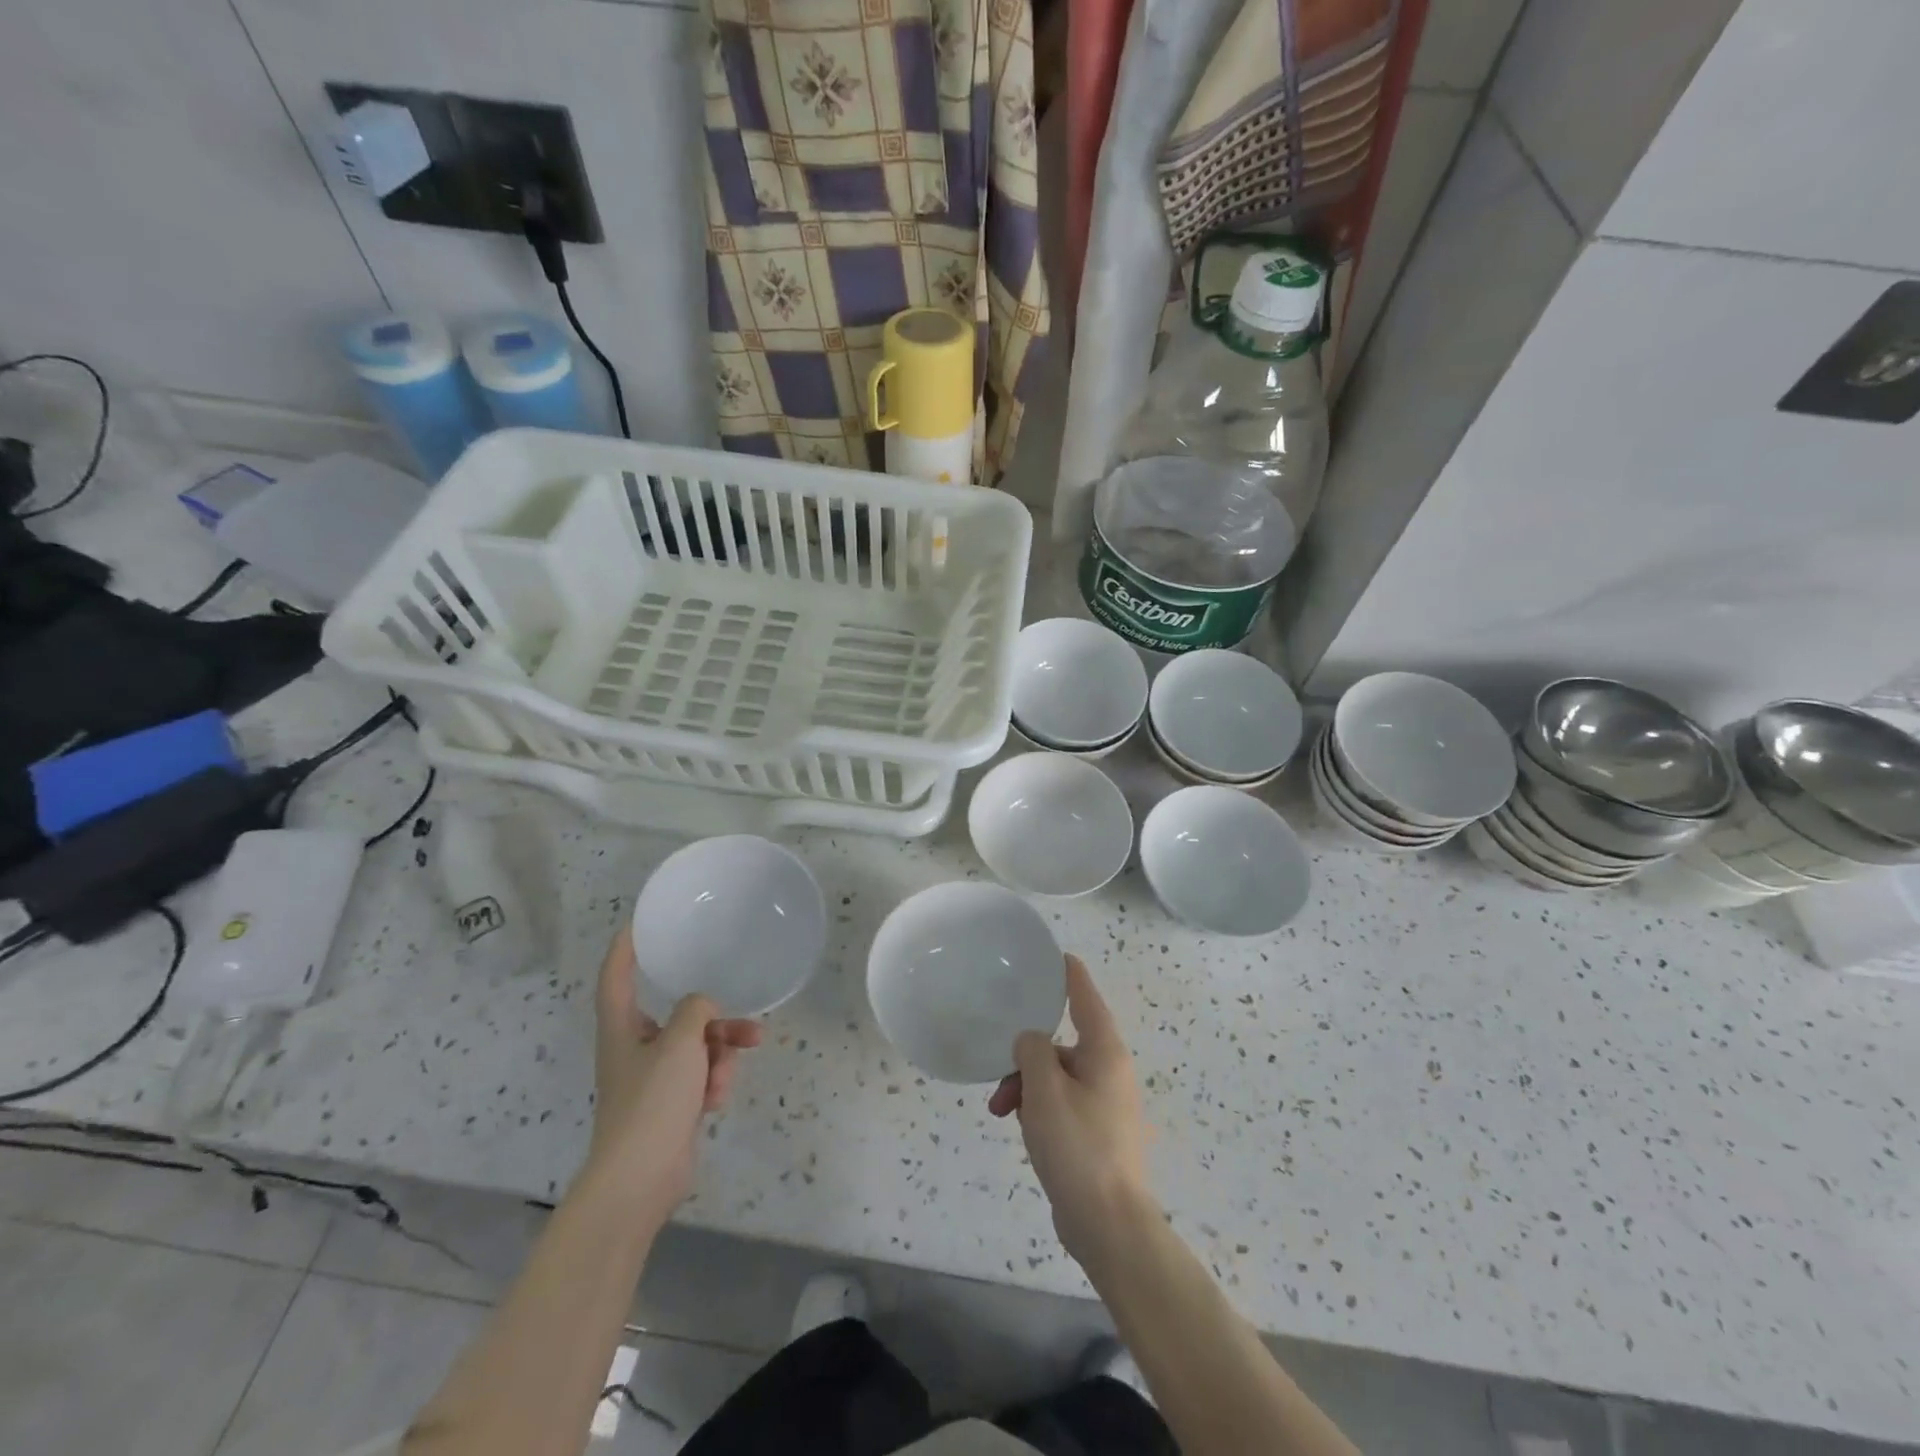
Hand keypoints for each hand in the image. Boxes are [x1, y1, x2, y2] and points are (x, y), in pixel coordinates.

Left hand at [586, 926, 761, 1223]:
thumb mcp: (680, 1043)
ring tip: (731, 1071)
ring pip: (698, 1047)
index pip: (616, 976)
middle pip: (679, 1016)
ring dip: (721, 1055)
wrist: (640, 1179)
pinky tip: (716, 1100)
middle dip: (715, 1021)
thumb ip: (696, 1010)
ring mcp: (654, 1078)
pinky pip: (701, 1076)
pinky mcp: (671, 1104)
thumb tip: (703, 1007)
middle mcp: (635, 1047)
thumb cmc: (652, 1101)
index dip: (626, 948)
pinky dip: (713, 1082)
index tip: (641, 923)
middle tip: (746, 1025)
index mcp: (621, 1028)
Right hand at [989, 955, 1154, 1267]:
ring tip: (1003, 1112)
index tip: (1054, 955)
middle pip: (1062, 1043)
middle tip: (1000, 1077)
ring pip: (1057, 1076)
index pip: (1086, 997)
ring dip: (1027, 1087)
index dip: (1069, 974)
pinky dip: (1039, 1108)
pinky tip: (1022, 1130)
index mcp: (1104, 1052)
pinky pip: (1061, 1103)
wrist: (1108, 1226)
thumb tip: (1030, 1039)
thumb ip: (1032, 1051)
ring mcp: (1105, 1103)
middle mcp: (1109, 1071)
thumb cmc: (1078, 1147)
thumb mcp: (1045, 1090)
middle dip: (1026, 1056)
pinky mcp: (1096, 1132)